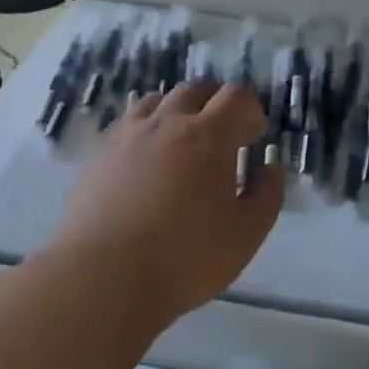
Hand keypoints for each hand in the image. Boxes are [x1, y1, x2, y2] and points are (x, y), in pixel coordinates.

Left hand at [53, 82, 282, 324]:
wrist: (103, 279)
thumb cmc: (185, 257)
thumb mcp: (246, 234)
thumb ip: (267, 195)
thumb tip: (270, 169)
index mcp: (209, 135)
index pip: (236, 96)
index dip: (250, 111)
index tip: (254, 137)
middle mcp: (168, 122)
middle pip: (196, 89)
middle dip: (215, 104)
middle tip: (221, 135)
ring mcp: (128, 134)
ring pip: (157, 100)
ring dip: (177, 111)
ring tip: (180, 142)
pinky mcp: (98, 153)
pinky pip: (126, 123)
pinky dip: (144, 129)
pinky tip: (144, 160)